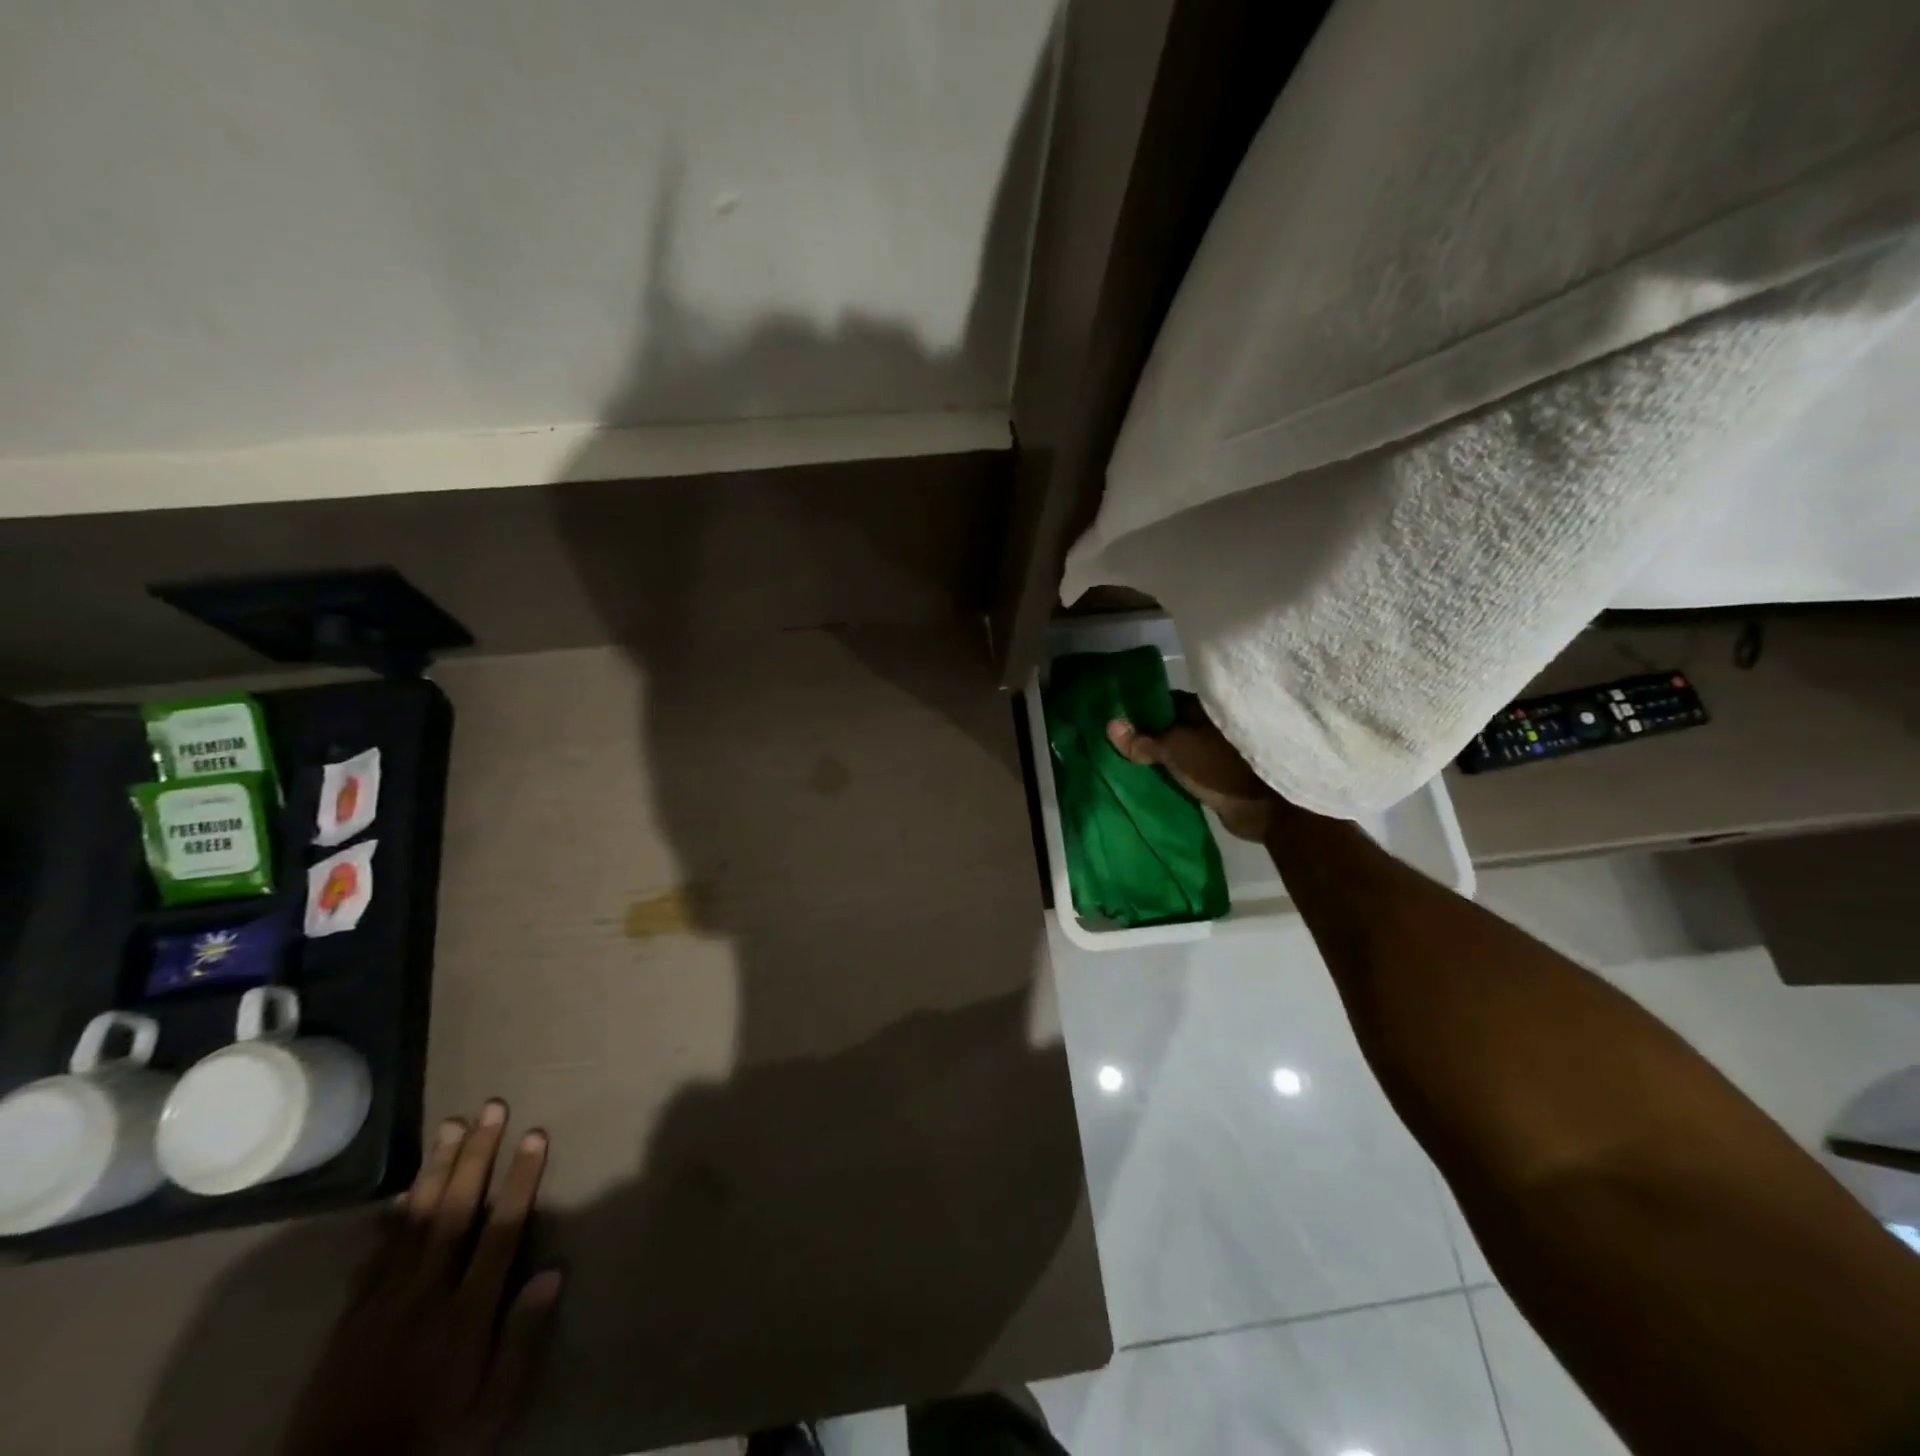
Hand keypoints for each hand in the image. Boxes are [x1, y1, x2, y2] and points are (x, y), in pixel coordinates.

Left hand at [286, 1101, 560, 1455]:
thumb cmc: (431, 1447)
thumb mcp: (490, 1414)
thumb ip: (520, 1342)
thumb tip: (553, 1271)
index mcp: (465, 1315)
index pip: (500, 1231)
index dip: (520, 1180)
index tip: (535, 1136)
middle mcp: (424, 1297)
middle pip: (456, 1212)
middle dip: (477, 1155)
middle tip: (491, 1108)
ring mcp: (381, 1306)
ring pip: (415, 1222)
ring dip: (437, 1169)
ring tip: (451, 1126)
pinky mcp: (350, 1321)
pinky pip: (375, 1257)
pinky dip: (392, 1218)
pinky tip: (405, 1191)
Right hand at [1107, 693, 1276, 841]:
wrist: (1264, 808)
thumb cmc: (1219, 766)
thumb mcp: (1173, 749)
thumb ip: (1142, 740)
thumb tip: (1110, 724)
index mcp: (1205, 707)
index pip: (1166, 701)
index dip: (1142, 709)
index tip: (1118, 718)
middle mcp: (1213, 724)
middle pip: (1172, 726)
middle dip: (1148, 735)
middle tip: (1117, 744)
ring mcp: (1218, 751)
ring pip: (1180, 749)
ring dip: (1161, 756)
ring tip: (1129, 762)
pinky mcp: (1220, 776)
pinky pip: (1188, 769)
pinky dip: (1173, 772)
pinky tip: (1153, 778)